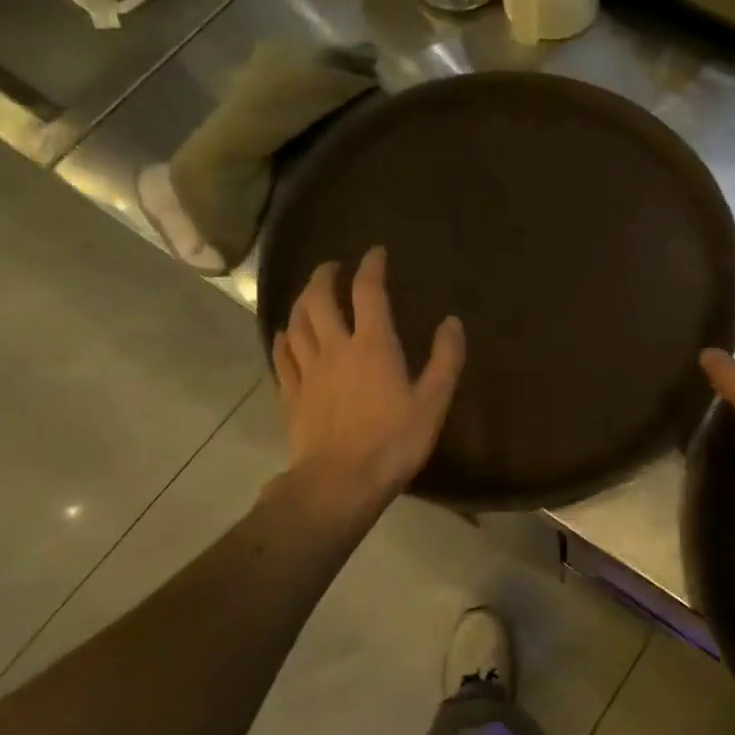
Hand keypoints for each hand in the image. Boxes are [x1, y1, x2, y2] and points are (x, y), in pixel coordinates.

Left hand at [271, 247, 464, 512]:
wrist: (340, 481)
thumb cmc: (393, 441)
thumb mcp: (433, 402)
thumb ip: (446, 359)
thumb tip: (452, 322)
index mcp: (373, 346)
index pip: (368, 293)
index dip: (371, 267)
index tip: (375, 253)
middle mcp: (335, 348)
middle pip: (319, 300)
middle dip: (325, 276)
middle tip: (333, 266)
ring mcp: (307, 371)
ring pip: (296, 323)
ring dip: (302, 301)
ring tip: (309, 295)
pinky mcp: (291, 394)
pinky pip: (282, 356)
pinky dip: (283, 338)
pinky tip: (285, 335)